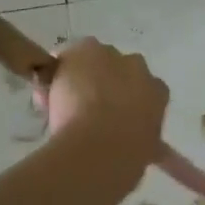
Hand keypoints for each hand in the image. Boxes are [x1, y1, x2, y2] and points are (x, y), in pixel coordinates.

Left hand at [40, 39, 168, 164]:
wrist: (101, 146)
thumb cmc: (129, 155)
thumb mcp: (149, 149)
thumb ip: (149, 141)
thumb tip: (159, 150)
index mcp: (158, 92)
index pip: (146, 88)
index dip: (128, 100)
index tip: (115, 116)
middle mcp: (138, 68)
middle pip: (121, 68)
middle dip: (107, 81)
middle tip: (89, 107)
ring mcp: (111, 56)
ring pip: (93, 59)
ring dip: (82, 74)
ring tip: (63, 100)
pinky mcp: (83, 50)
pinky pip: (65, 57)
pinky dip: (56, 72)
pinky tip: (46, 95)